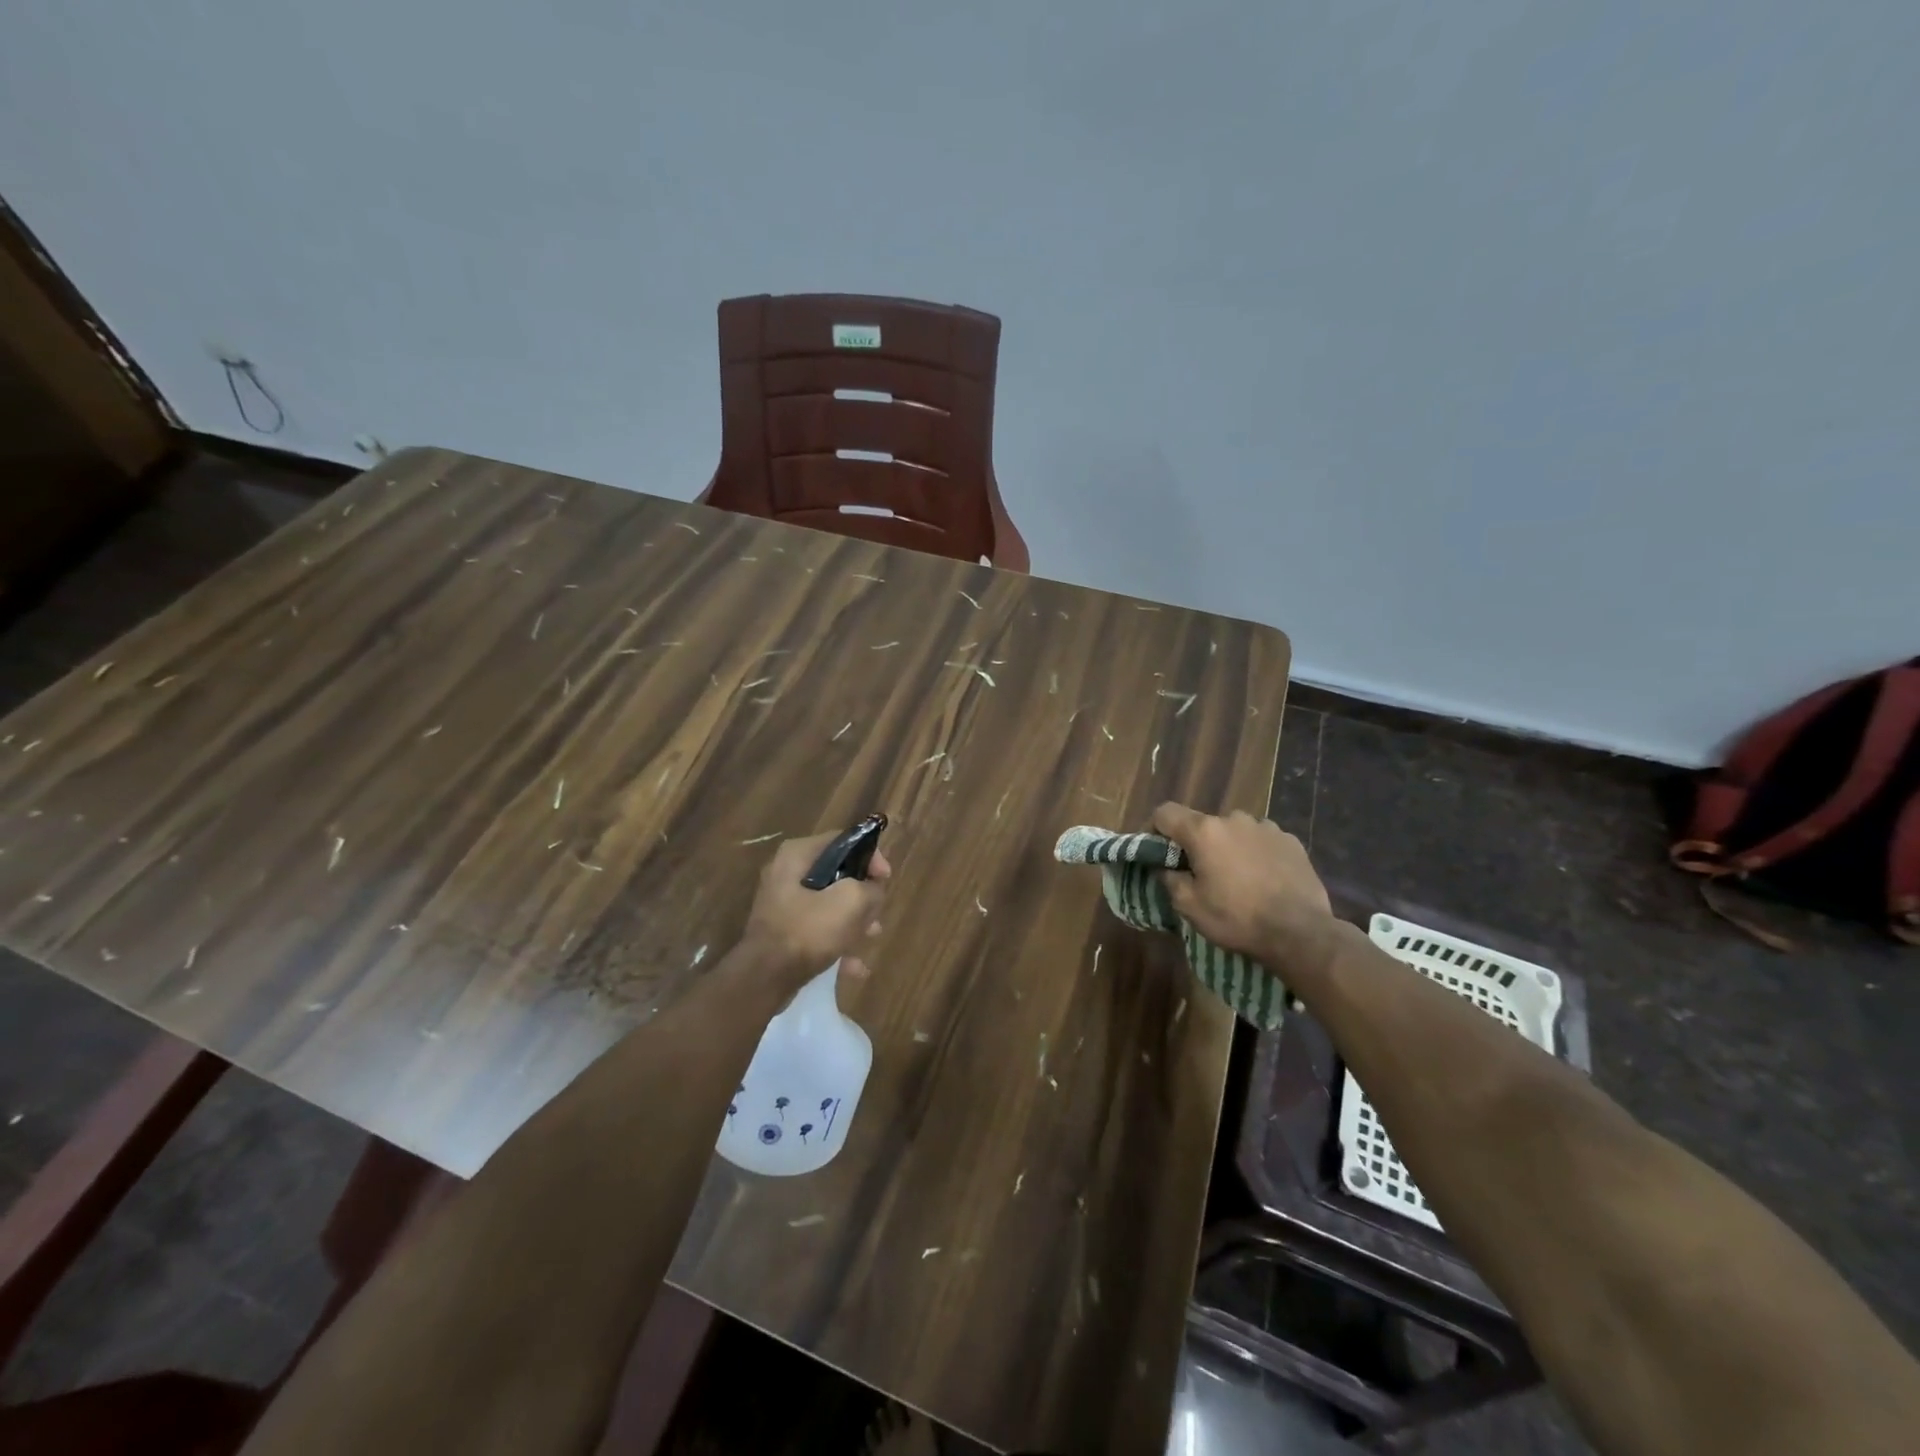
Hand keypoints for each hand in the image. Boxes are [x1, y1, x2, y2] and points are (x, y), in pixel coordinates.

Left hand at [740, 830, 889, 993]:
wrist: (765, 978)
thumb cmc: (808, 930)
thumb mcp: (851, 902)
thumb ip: (870, 888)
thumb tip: (873, 891)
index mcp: (797, 855)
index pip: (843, 840)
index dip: (870, 856)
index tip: (886, 879)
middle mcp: (786, 873)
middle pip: (837, 875)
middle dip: (862, 895)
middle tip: (876, 912)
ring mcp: (783, 905)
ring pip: (830, 905)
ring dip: (854, 921)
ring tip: (871, 938)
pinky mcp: (783, 932)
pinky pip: (818, 930)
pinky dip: (837, 943)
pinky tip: (854, 967)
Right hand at [1150, 803, 1336, 974]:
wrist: (1300, 933)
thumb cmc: (1237, 918)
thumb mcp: (1190, 906)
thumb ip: (1169, 879)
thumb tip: (1164, 867)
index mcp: (1204, 831)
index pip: (1165, 812)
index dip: (1154, 828)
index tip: (1156, 851)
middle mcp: (1233, 819)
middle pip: (1203, 824)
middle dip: (1196, 844)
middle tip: (1200, 874)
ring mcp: (1266, 827)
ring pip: (1234, 831)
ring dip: (1228, 847)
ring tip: (1236, 878)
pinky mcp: (1291, 841)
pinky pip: (1262, 840)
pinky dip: (1255, 853)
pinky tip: (1263, 879)